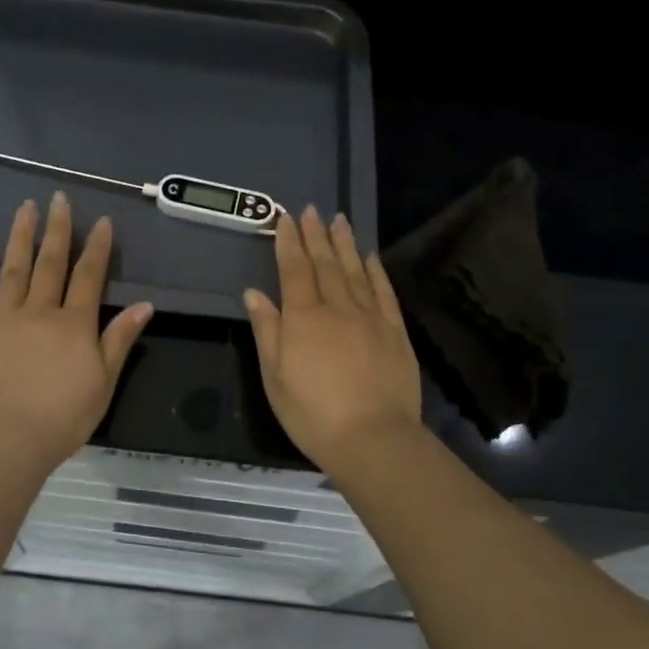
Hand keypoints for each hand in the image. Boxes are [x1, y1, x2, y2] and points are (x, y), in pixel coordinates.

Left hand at [0, 193, 152, 468]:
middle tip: (59, 199)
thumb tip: (144, 305)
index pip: (90, 277)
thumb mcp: (104, 382)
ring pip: (15, 269)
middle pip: (51, 263)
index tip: (101, 221)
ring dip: (21, 237)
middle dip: (58, 229)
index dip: (97, 248)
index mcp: (75, 324)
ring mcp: (3, 318)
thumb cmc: (62, 417)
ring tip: (26, 208)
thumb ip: (120, 339)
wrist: (4, 437)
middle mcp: (40, 311)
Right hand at [244, 206, 421, 471]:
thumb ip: (267, 330)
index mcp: (303, 318)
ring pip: (355, 271)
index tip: (286, 218)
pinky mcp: (394, 331)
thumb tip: (254, 293)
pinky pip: (383, 292)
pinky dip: (375, 271)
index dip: (289, 242)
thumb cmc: (312, 413)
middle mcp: (337, 308)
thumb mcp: (274, 377)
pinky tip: (370, 256)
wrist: (372, 438)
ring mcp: (369, 317)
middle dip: (316, 235)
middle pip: (325, 264)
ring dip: (345, 244)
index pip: (294, 270)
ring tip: (339, 220)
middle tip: (311, 210)